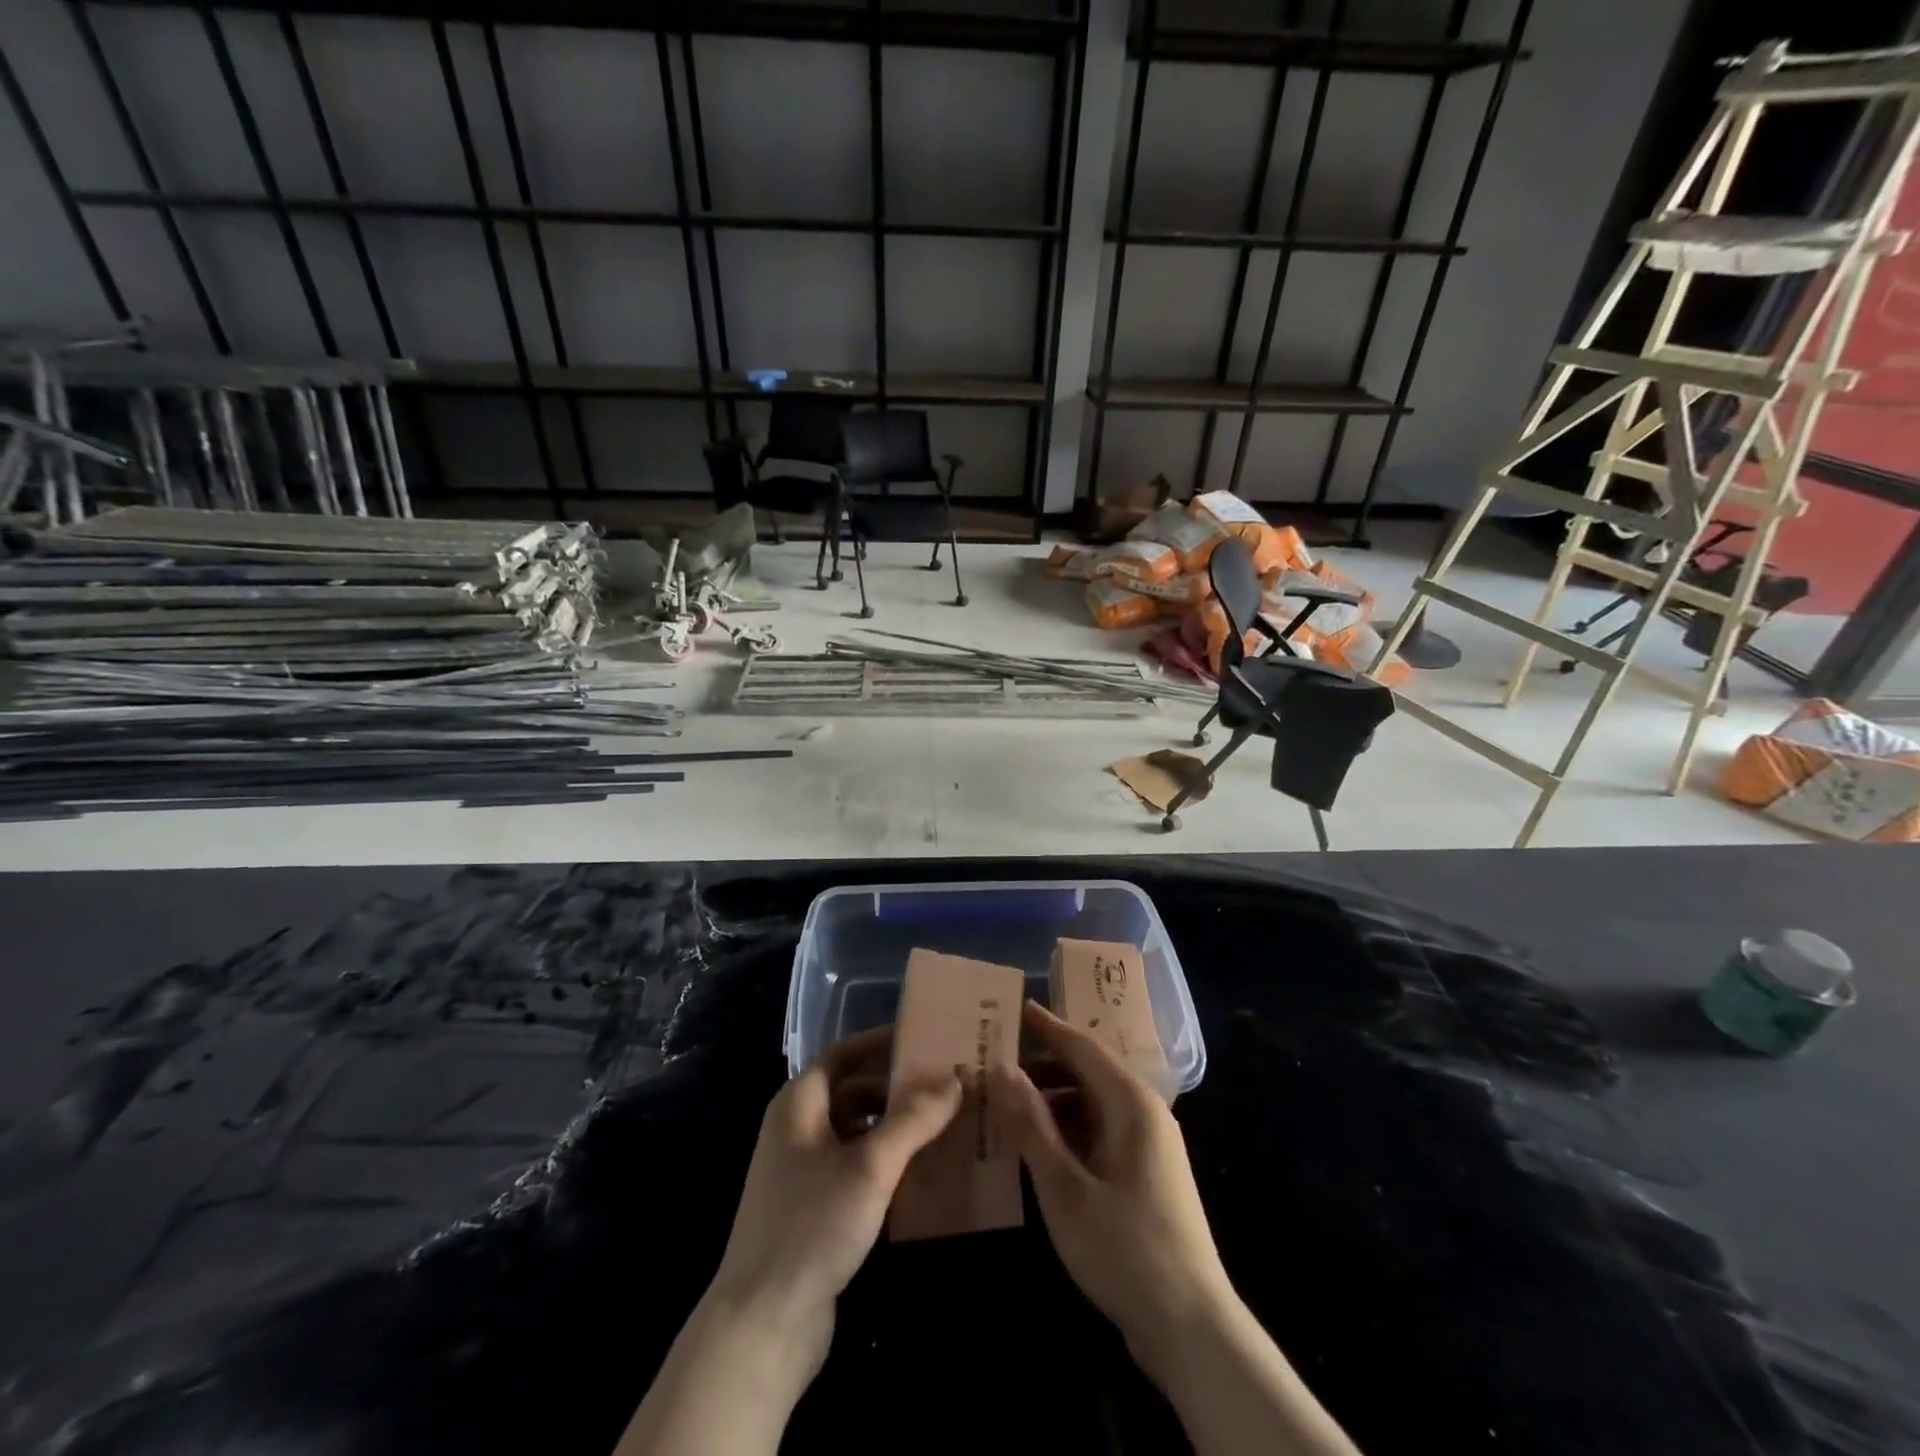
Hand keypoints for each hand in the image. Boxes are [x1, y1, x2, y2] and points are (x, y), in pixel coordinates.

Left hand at [620, 1033, 960, 1454]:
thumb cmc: (811, 1226)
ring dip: (897, 1127)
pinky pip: (858, 1169)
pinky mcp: (815, 1211)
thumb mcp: (869, 1166)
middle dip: (898, 1088)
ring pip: (858, 1132)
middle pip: (853, 1091)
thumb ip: (913, 1120)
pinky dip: (888, 1163)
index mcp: (799, 1105)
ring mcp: (804, 1172)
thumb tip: (955, 1078)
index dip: (883, 1043)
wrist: (761, 1327)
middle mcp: (797, 1129)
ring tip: (946, 1123)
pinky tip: (924, 1172)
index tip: (926, 1039)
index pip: (845, 1053)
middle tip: (948, 1084)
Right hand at [992, 1002, 1234, 1383]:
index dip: (1043, 1026)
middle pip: (1087, 1070)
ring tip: (1006, 1099)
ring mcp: (1149, 1143)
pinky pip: (1100, 1129)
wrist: (1191, 1327)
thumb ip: (1032, 1125)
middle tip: (994, 1057)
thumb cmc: (1125, 1250)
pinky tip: (1036, 1143)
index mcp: (1131, 1103)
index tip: (1008, 1007)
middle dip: (1041, 1062)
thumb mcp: (1065, 1188)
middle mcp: (1145, 1111)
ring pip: (1093, 1102)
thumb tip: (1002, 1068)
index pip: (1080, 1046)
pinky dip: (1068, 1127)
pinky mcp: (1146, 1171)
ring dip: (1052, 1097)